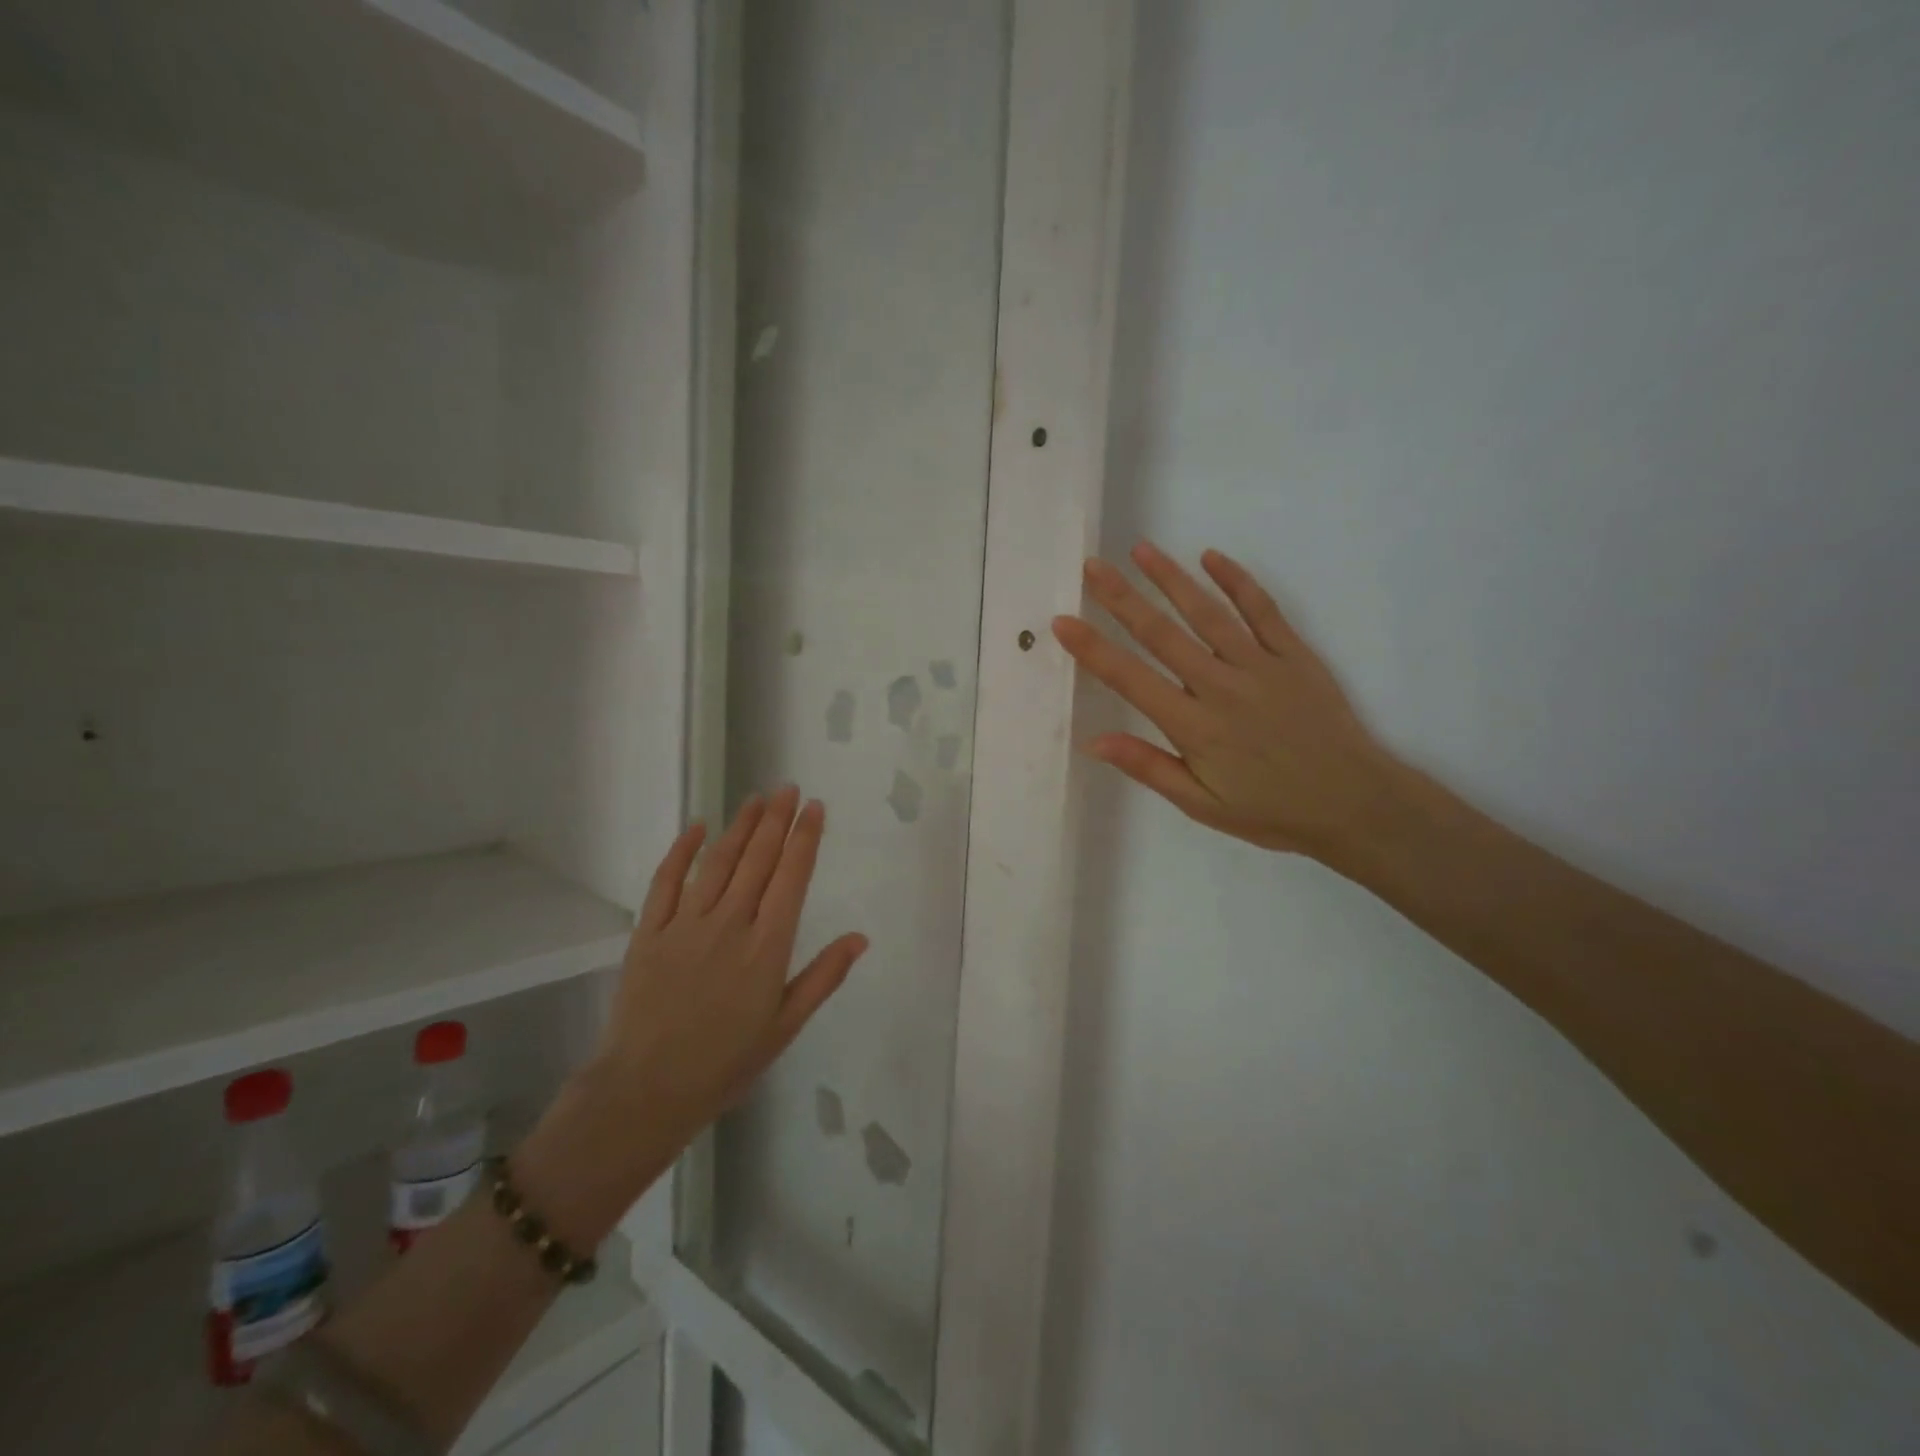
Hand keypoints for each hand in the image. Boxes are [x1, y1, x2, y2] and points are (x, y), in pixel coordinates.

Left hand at [591, 787, 867, 1145]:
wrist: (646, 1091)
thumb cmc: (725, 1063)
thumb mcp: (785, 1027)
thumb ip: (823, 977)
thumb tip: (859, 937)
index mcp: (767, 947)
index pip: (791, 877)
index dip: (805, 838)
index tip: (814, 807)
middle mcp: (729, 924)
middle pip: (757, 859)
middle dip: (776, 820)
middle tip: (788, 789)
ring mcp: (685, 925)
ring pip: (718, 862)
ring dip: (739, 826)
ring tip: (756, 798)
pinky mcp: (649, 932)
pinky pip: (666, 882)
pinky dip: (682, 851)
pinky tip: (697, 827)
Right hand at [1052, 542, 1409, 863]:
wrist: (1354, 804)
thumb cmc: (1270, 811)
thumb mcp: (1202, 805)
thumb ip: (1149, 767)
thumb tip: (1094, 742)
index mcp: (1194, 727)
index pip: (1130, 679)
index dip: (1093, 649)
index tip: (1063, 621)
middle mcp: (1221, 687)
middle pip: (1162, 634)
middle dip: (1122, 599)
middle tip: (1092, 567)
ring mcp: (1260, 665)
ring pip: (1207, 613)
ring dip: (1171, 579)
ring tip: (1141, 550)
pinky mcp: (1294, 655)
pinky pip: (1262, 610)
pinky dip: (1237, 581)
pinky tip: (1211, 556)